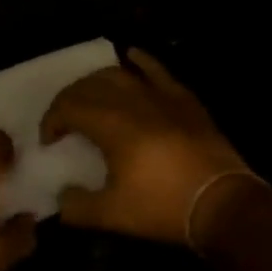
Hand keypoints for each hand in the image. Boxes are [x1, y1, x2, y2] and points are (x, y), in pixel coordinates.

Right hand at [42, 48, 267, 245]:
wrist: (222, 204)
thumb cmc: (163, 207)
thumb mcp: (113, 216)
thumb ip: (77, 206)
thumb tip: (62, 197)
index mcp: (110, 125)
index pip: (68, 107)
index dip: (52, 121)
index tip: (49, 141)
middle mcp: (131, 101)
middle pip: (88, 87)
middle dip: (68, 100)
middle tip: (64, 121)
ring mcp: (159, 96)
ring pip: (117, 74)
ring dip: (95, 82)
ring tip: (88, 96)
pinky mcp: (182, 98)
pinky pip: (157, 70)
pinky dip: (140, 60)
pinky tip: (130, 55)